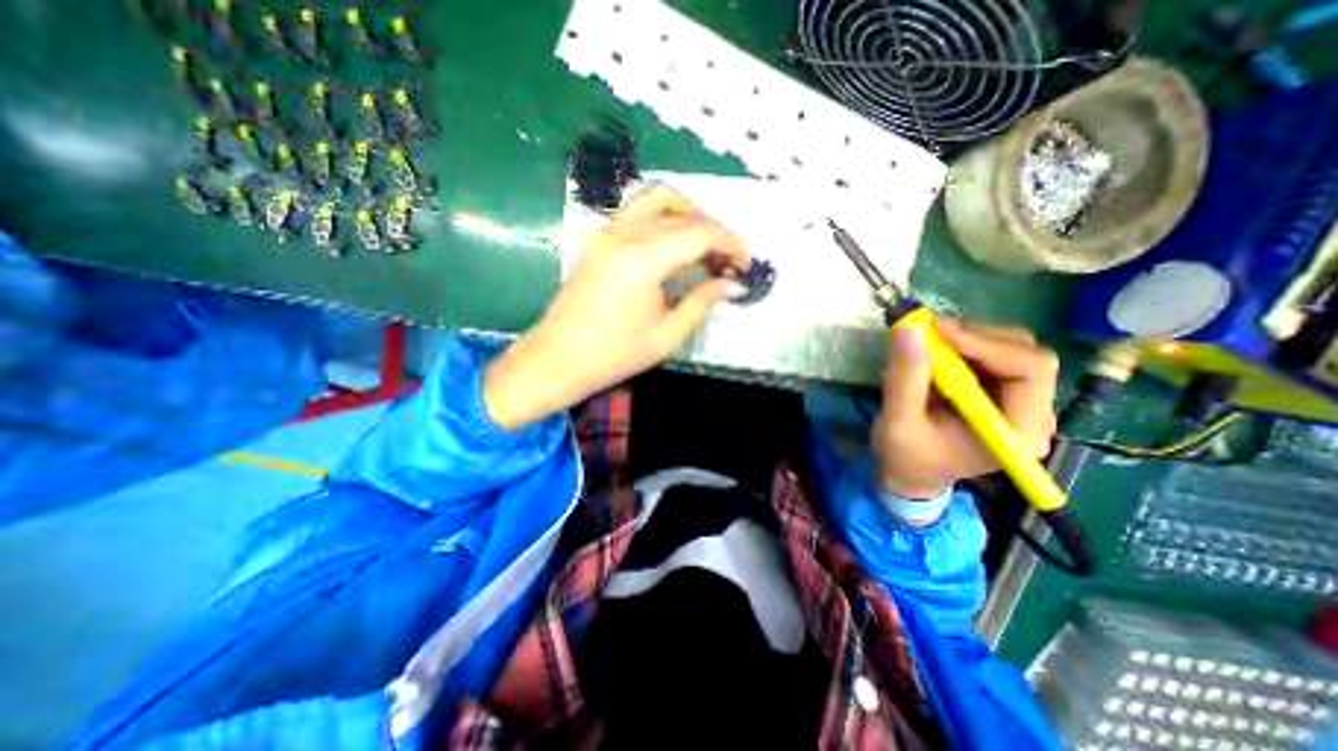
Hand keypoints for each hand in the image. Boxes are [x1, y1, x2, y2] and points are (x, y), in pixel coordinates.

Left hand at [483, 189, 751, 426]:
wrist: (559, 358)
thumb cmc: (615, 354)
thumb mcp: (668, 335)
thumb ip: (702, 302)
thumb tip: (732, 284)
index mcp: (643, 259)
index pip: (700, 233)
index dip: (730, 243)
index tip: (745, 263)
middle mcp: (625, 234)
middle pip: (682, 214)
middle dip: (714, 232)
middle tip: (728, 261)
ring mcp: (607, 232)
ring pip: (657, 199)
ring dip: (688, 215)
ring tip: (704, 245)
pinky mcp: (599, 239)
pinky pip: (638, 212)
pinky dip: (664, 219)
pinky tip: (674, 246)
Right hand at [874, 314, 1061, 497]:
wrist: (910, 472)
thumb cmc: (906, 456)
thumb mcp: (898, 421)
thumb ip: (905, 378)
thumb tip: (910, 329)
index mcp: (1017, 432)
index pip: (1029, 370)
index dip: (985, 343)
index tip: (936, 330)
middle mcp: (1032, 414)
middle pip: (1026, 354)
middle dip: (976, 337)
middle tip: (929, 332)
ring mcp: (1020, 401)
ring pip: (1011, 348)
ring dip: (968, 337)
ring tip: (928, 342)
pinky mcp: (1002, 391)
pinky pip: (993, 353)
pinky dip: (963, 344)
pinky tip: (936, 352)